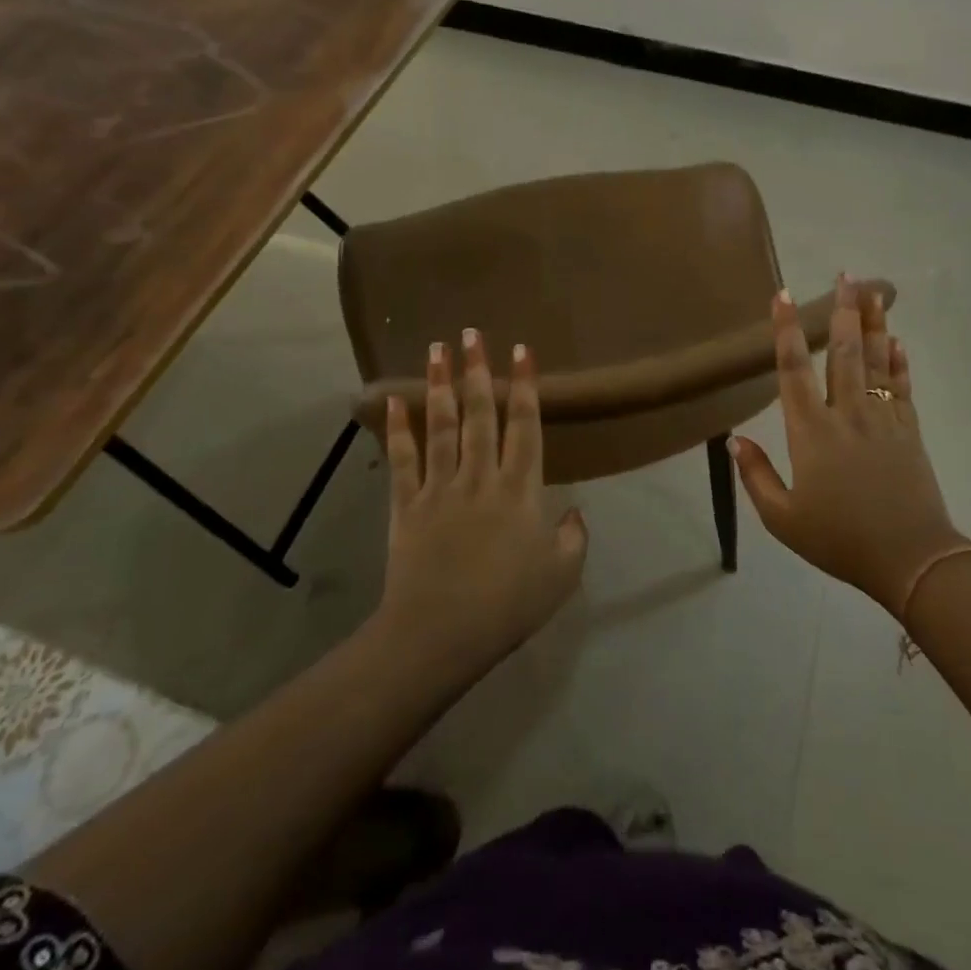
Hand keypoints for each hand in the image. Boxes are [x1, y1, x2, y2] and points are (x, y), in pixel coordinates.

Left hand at [376, 332, 586, 677]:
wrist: (439, 636)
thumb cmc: (507, 606)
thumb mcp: (561, 577)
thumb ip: (574, 538)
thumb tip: (576, 511)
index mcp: (520, 490)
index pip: (525, 426)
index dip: (525, 386)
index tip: (521, 351)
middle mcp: (480, 477)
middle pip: (480, 414)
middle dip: (478, 371)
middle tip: (472, 333)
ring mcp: (439, 488)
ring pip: (441, 426)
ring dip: (440, 385)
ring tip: (437, 349)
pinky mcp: (406, 506)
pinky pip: (402, 460)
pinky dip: (397, 429)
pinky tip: (393, 400)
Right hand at [732, 275, 964, 612]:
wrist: (910, 558)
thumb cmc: (839, 539)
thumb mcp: (783, 518)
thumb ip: (755, 475)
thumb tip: (735, 439)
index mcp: (811, 432)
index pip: (793, 369)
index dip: (785, 330)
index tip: (783, 296)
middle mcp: (846, 413)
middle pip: (843, 351)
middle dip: (842, 310)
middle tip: (845, 274)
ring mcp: (883, 418)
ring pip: (875, 360)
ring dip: (873, 323)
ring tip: (873, 290)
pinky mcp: (909, 430)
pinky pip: (902, 386)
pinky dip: (899, 360)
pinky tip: (897, 340)